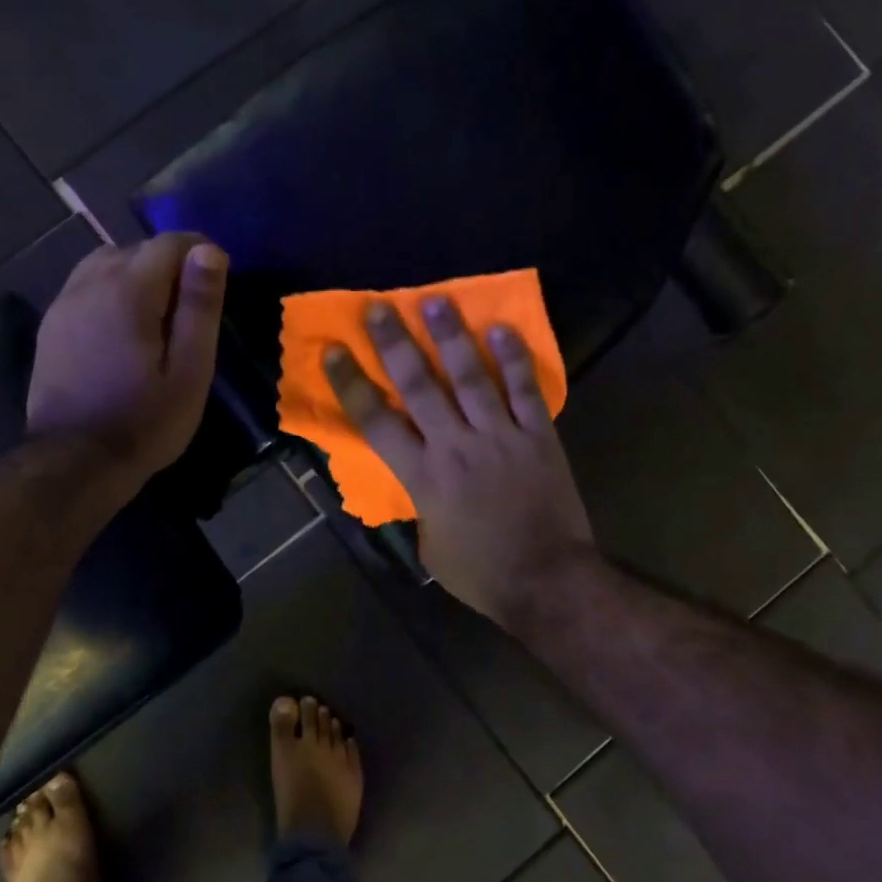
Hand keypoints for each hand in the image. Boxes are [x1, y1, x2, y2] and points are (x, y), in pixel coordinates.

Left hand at [25, 234, 226, 502]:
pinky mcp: (51, 327)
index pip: (167, 244)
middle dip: (168, 264)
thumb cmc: (145, 421)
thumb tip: (209, 251)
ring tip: (159, 314)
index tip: (218, 278)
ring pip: (105, 264)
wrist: (76, 462)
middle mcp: (89, 285)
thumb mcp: (190, 371)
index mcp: (127, 292)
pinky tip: (125, 327)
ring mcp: (63, 305)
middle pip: (134, 249)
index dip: (198, 251)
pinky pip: (85, 287)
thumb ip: (200, 308)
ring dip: (136, 275)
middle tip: (192, 306)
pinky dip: (111, 291)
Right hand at [326, 298, 594, 628]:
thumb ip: (419, 506)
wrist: (547, 580)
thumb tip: (415, 483)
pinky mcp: (538, 437)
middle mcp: (456, 446)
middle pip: (419, 386)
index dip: (351, 385)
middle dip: (395, 345)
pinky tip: (501, 329)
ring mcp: (500, 436)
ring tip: (436, 301)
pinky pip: (525, 391)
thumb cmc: (482, 572)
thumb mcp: (430, 547)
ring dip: (451, 338)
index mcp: (423, 476)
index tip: (334, 352)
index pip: (376, 422)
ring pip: (471, 377)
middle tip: (379, 308)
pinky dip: (514, 360)